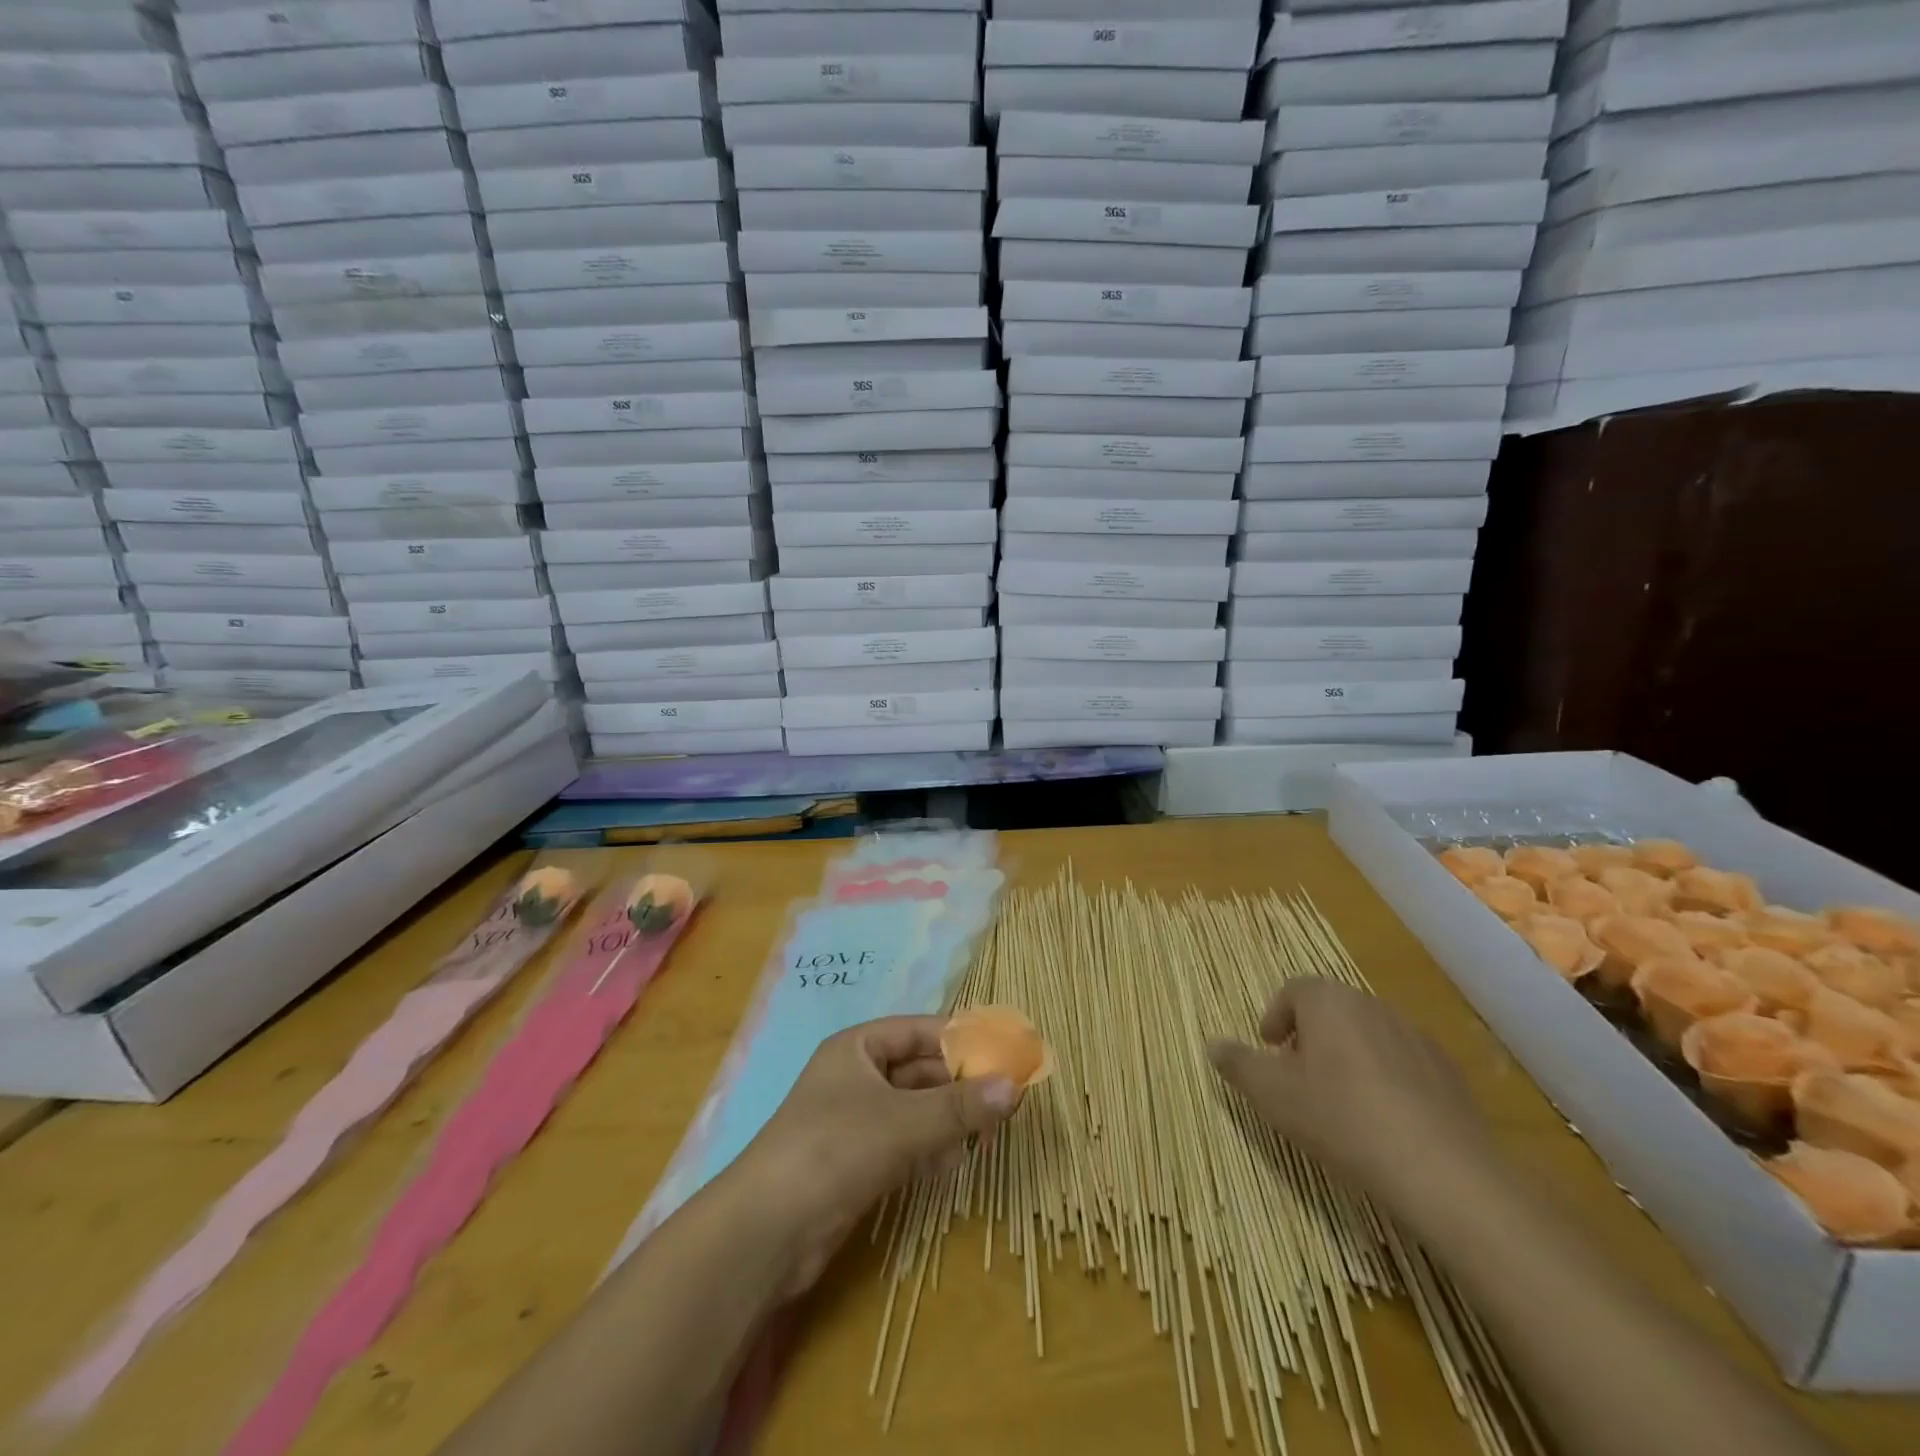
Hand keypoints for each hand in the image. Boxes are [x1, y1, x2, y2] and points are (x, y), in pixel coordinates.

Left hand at [730, 1017, 1019, 1292]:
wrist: (767, 1231)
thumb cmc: (835, 1149)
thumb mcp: (904, 1122)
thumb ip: (960, 1106)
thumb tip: (1015, 1086)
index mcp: (858, 1047)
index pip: (919, 1030)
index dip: (960, 1039)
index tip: (1003, 1052)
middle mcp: (855, 1076)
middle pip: (919, 1070)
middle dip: (959, 1085)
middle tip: (1005, 1100)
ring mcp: (853, 1120)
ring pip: (914, 1108)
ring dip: (947, 1119)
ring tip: (985, 1135)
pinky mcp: (854, 1162)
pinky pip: (903, 1142)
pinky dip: (928, 1148)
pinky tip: (951, 1164)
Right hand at [1207, 980, 1495, 1222]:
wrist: (1442, 1172)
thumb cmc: (1341, 1119)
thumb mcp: (1272, 1095)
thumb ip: (1239, 1064)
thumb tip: (1213, 1043)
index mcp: (1327, 1001)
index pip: (1292, 991)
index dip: (1275, 1017)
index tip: (1269, 1050)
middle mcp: (1371, 1005)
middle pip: (1331, 1011)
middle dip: (1310, 1038)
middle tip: (1298, 1078)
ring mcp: (1416, 1037)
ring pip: (1368, 1036)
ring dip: (1348, 1058)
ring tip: (1340, 1104)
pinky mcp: (1448, 1073)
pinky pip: (1403, 1064)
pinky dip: (1386, 1081)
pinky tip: (1384, 1123)